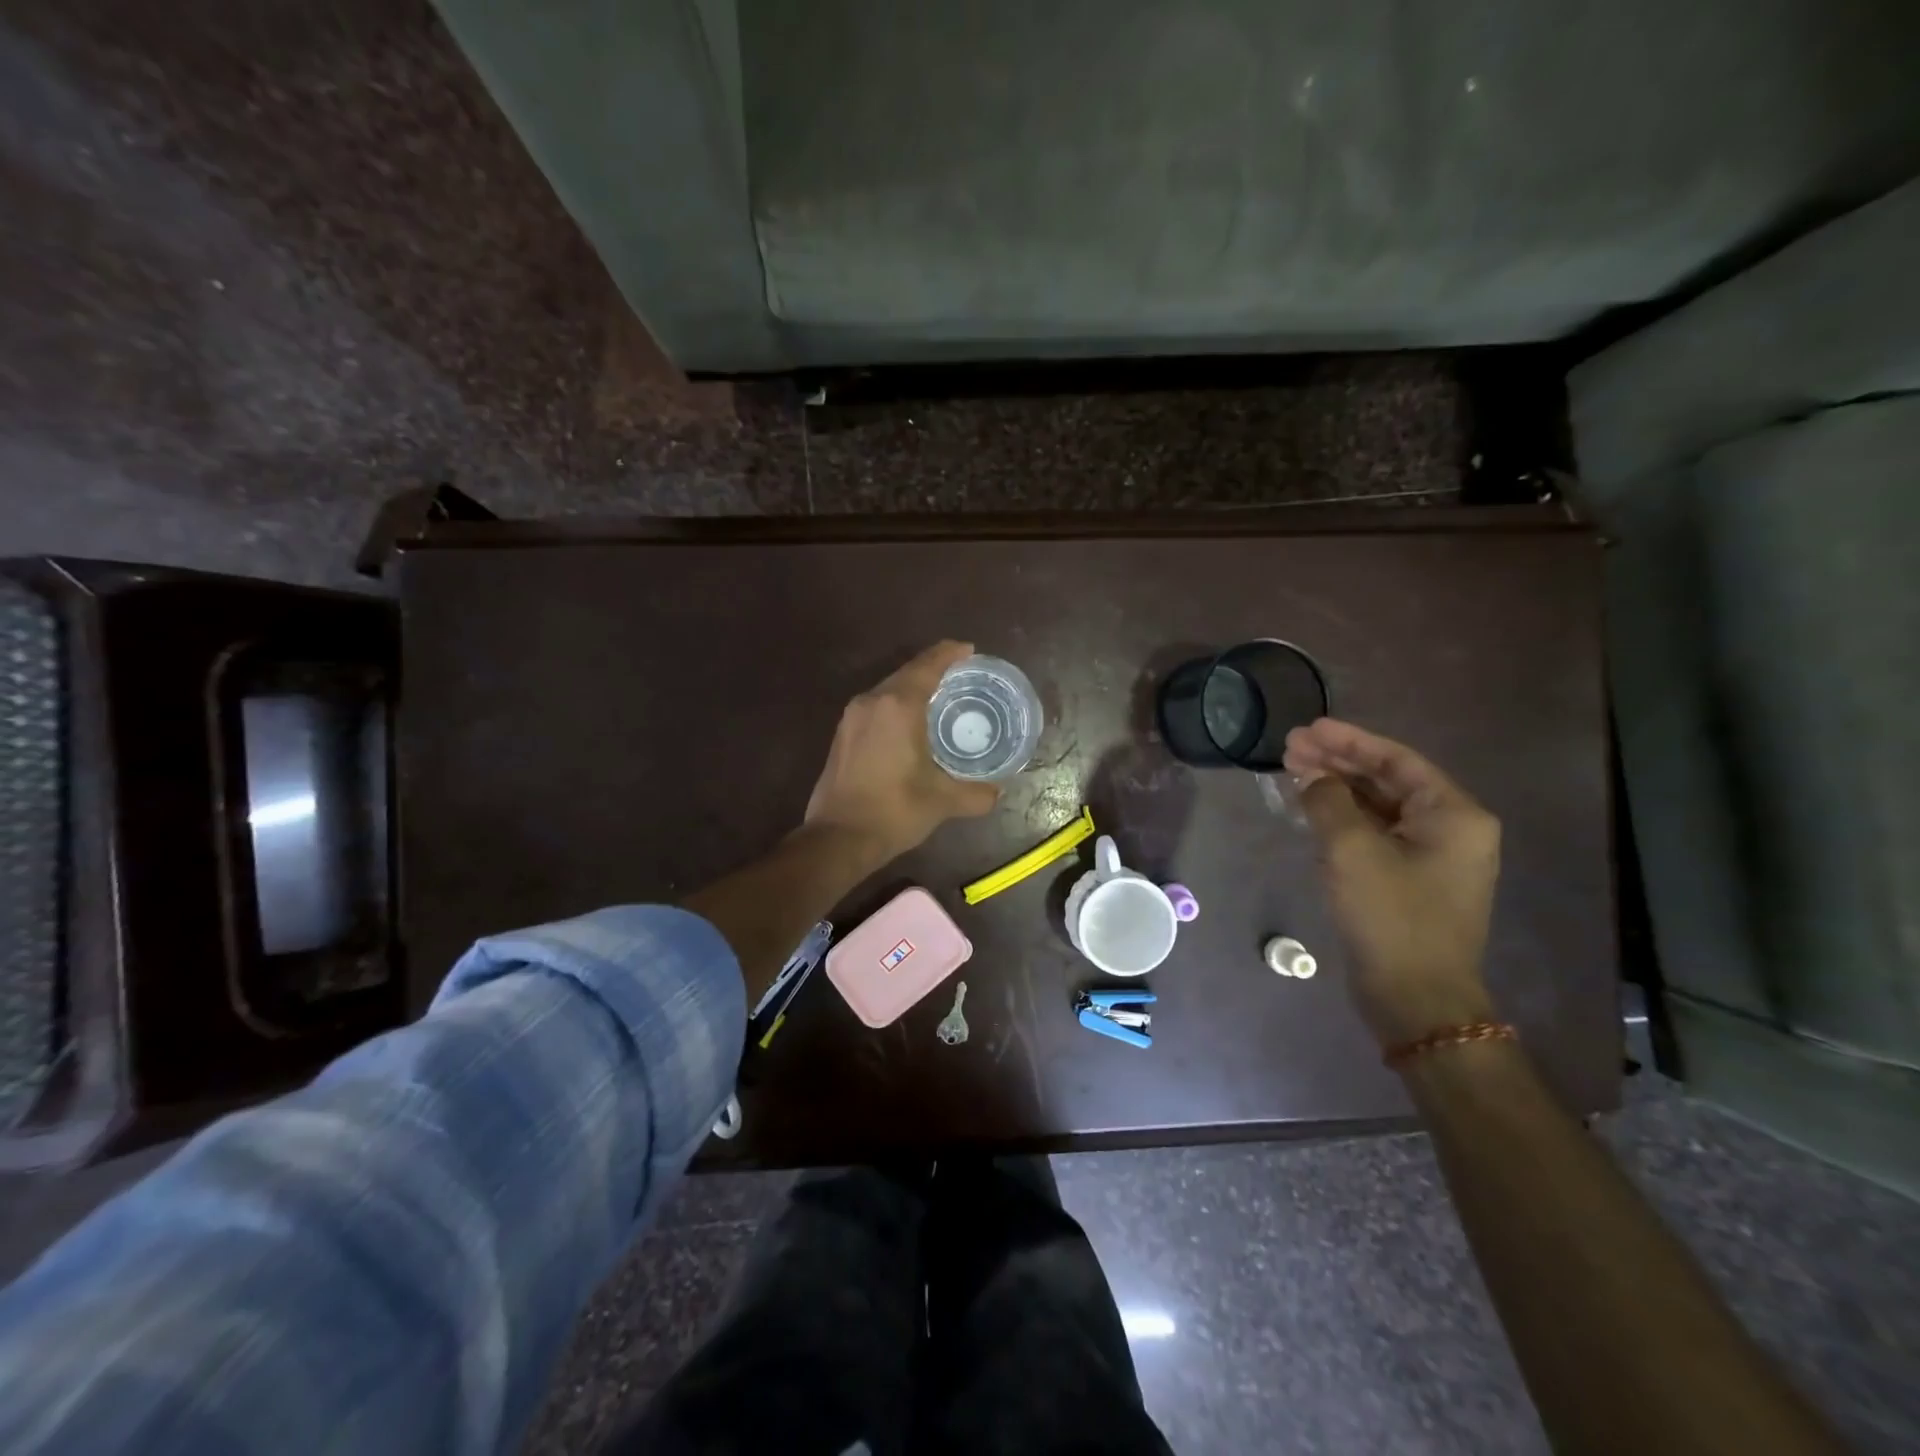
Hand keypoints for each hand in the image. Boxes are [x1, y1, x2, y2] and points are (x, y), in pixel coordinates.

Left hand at [805, 641, 1000, 864]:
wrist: (837, 838)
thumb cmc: (894, 811)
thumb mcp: (942, 801)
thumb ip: (976, 794)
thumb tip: (997, 792)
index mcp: (898, 706)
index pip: (928, 666)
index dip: (950, 653)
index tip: (969, 650)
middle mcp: (872, 701)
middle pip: (907, 673)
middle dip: (934, 669)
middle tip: (962, 675)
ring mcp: (852, 717)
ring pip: (888, 689)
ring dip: (913, 687)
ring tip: (940, 697)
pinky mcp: (843, 734)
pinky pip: (876, 706)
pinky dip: (897, 705)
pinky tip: (911, 723)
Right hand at [1284, 718, 1500, 1046]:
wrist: (1416, 998)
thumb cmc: (1391, 916)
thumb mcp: (1351, 849)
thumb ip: (1328, 801)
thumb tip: (1313, 779)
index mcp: (1453, 814)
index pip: (1396, 760)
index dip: (1348, 740)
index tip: (1308, 728)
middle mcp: (1451, 829)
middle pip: (1387, 781)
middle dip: (1337, 763)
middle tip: (1290, 748)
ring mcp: (1432, 857)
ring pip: (1378, 807)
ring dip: (1337, 789)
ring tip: (1293, 773)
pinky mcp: (1410, 880)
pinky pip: (1375, 834)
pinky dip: (1343, 818)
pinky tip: (1310, 809)